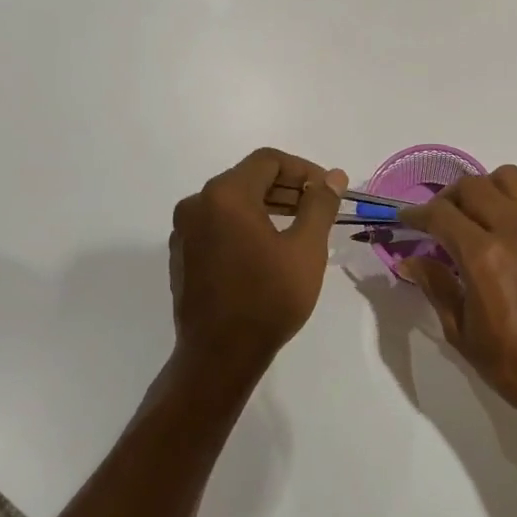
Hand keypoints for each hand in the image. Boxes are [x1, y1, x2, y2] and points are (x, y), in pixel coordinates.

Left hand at [168, 148, 345, 381]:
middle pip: (248, 178)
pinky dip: (244, 225)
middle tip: (319, 208)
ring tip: (299, 227)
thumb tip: (334, 176)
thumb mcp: (306, 249)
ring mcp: (184, 230)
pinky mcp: (182, 254)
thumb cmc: (268, 299)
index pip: (268, 161)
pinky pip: (217, 225)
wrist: (219, 356)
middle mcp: (197, 203)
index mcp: (225, 195)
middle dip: (287, 188)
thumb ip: (320, 204)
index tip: (328, 190)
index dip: (303, 170)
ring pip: (231, 202)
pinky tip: (267, 249)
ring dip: (267, 206)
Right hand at [401, 165, 516, 437]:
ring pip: (511, 179)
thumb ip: (436, 286)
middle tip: (440, 219)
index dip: (416, 214)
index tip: (406, 219)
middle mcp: (516, 230)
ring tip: (480, 215)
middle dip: (448, 198)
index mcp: (483, 256)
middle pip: (473, 186)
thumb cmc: (513, 364)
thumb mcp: (462, 331)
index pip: (440, 214)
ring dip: (487, 190)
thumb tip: (409, 260)